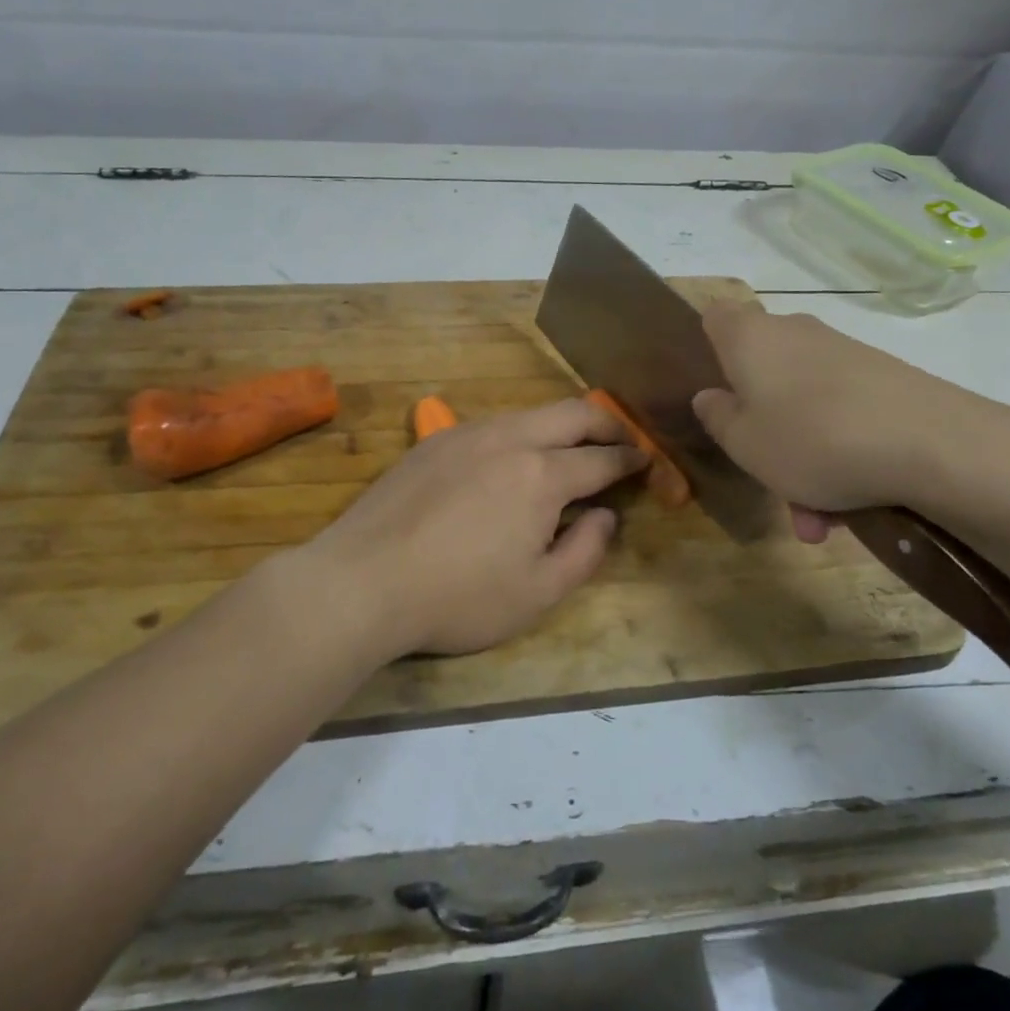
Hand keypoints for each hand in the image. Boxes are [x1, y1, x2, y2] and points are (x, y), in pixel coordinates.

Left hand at [302, 400, 647, 657]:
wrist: (363, 581)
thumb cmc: (458, 598)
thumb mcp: (537, 593)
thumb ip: (584, 550)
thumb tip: (604, 516)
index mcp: (542, 474)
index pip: (601, 459)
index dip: (630, 460)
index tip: (647, 462)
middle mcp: (509, 438)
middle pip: (573, 413)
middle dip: (607, 424)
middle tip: (623, 442)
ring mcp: (468, 433)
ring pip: (530, 413)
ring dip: (561, 425)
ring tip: (571, 450)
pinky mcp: (435, 440)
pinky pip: (494, 424)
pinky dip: (521, 433)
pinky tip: (513, 460)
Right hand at [691, 304, 991, 540]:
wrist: (932, 443)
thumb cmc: (811, 438)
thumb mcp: (744, 444)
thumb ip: (718, 418)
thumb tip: (710, 396)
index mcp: (750, 338)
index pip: (715, 317)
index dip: (707, 347)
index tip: (712, 390)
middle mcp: (795, 334)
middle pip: (762, 373)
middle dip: (760, 427)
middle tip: (764, 475)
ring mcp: (843, 354)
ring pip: (803, 406)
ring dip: (801, 459)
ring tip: (815, 520)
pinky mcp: (883, 379)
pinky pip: (841, 416)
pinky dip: (838, 455)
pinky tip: (849, 508)